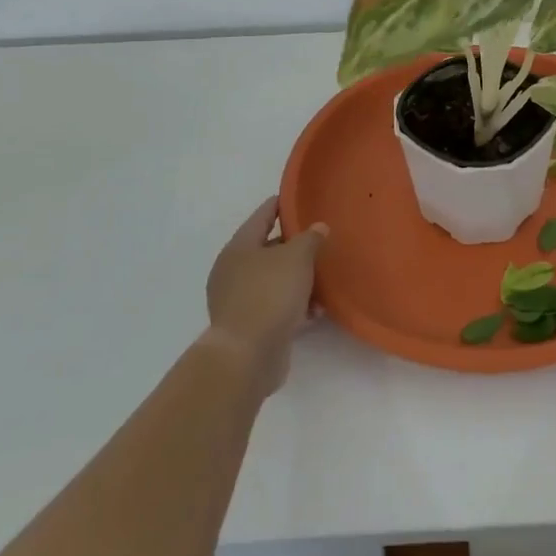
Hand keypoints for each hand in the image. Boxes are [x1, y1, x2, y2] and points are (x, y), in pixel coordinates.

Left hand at [203, 197, 328, 394]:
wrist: (247, 356)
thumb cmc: (270, 294)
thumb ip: (310, 238)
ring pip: (273, 280)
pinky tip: (315, 312)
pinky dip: (293, 306)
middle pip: (267, 249)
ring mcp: (237, 300)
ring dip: (298, 281)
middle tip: (318, 242)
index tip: (297, 199)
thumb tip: (318, 228)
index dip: (280, 205)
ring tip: (323, 283)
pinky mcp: (247, 326)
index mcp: (239, 247)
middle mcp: (233, 270)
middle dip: (294, 248)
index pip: (262, 216)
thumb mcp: (297, 257)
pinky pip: (275, 307)